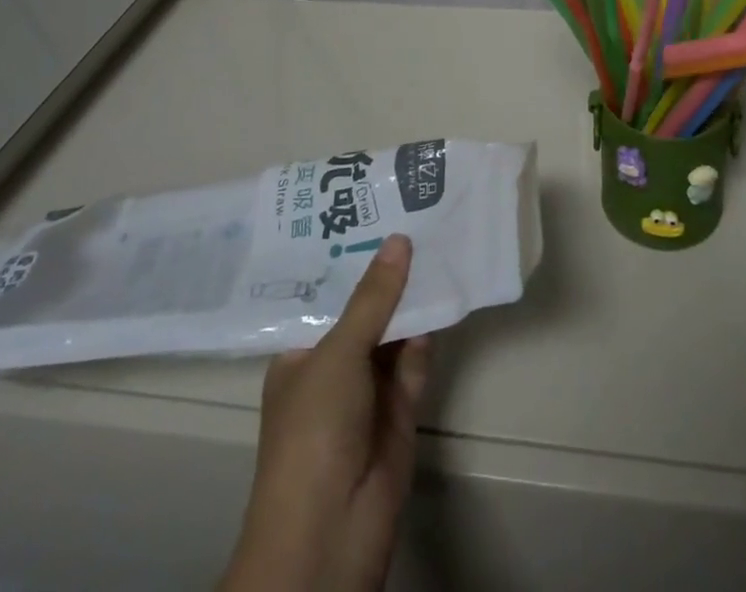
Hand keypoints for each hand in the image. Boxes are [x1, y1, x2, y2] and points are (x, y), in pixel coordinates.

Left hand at [221, 234, 431, 591]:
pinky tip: (444, 295)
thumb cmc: (314, 429)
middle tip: (414, 218)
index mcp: (301, 353)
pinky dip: (428, 333)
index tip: (374, 214)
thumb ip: (373, 299)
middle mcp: (334, 367)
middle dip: (388, 275)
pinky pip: (415, 361)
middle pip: (366, 311)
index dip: (350, 260)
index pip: (326, 296)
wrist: (331, 531)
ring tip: (436, 243)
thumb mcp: (338, 353)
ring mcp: (368, 390)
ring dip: (412, 299)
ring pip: (394, 333)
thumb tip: (399, 241)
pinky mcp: (400, 409)